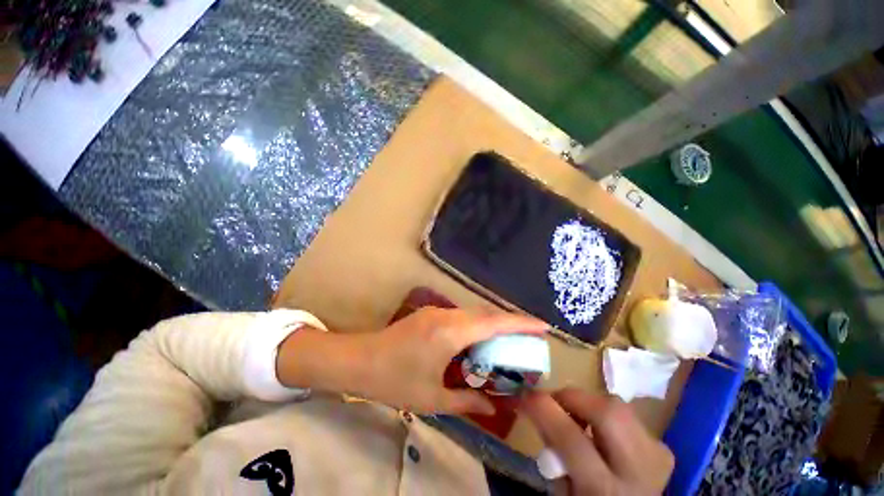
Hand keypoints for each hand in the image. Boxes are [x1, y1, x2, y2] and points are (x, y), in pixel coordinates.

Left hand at [358, 307, 546, 414]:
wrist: (359, 360)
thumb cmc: (394, 381)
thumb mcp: (432, 398)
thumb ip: (466, 402)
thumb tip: (493, 409)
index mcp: (450, 333)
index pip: (493, 322)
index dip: (520, 323)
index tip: (543, 326)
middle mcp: (447, 315)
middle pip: (486, 313)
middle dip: (510, 323)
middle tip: (529, 339)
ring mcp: (437, 311)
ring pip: (474, 313)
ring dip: (492, 324)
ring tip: (508, 342)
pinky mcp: (431, 313)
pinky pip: (462, 316)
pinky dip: (477, 326)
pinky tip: (479, 342)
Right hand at [520, 389, 673, 494]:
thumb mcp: (563, 490)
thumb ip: (552, 450)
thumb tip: (538, 407)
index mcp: (604, 493)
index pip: (572, 439)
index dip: (544, 409)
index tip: (525, 395)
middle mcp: (638, 473)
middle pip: (608, 413)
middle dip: (573, 398)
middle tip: (554, 402)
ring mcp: (657, 458)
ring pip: (618, 406)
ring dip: (589, 404)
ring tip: (575, 416)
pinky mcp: (664, 449)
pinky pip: (628, 415)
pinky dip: (605, 413)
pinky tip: (599, 430)